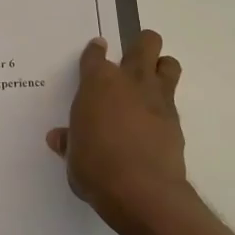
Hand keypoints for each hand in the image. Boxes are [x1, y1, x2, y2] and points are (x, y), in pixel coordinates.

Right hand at [46, 31, 187, 229]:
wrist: (141, 191)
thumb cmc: (95, 168)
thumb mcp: (73, 156)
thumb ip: (69, 141)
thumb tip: (59, 137)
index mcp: (97, 84)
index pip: (96, 55)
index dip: (95, 51)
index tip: (96, 50)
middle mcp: (130, 82)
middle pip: (145, 43)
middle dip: (140, 44)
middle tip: (131, 58)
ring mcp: (157, 98)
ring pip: (169, 63)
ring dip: (161, 66)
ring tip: (150, 81)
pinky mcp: (175, 120)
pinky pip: (172, 99)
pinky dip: (163, 104)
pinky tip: (154, 120)